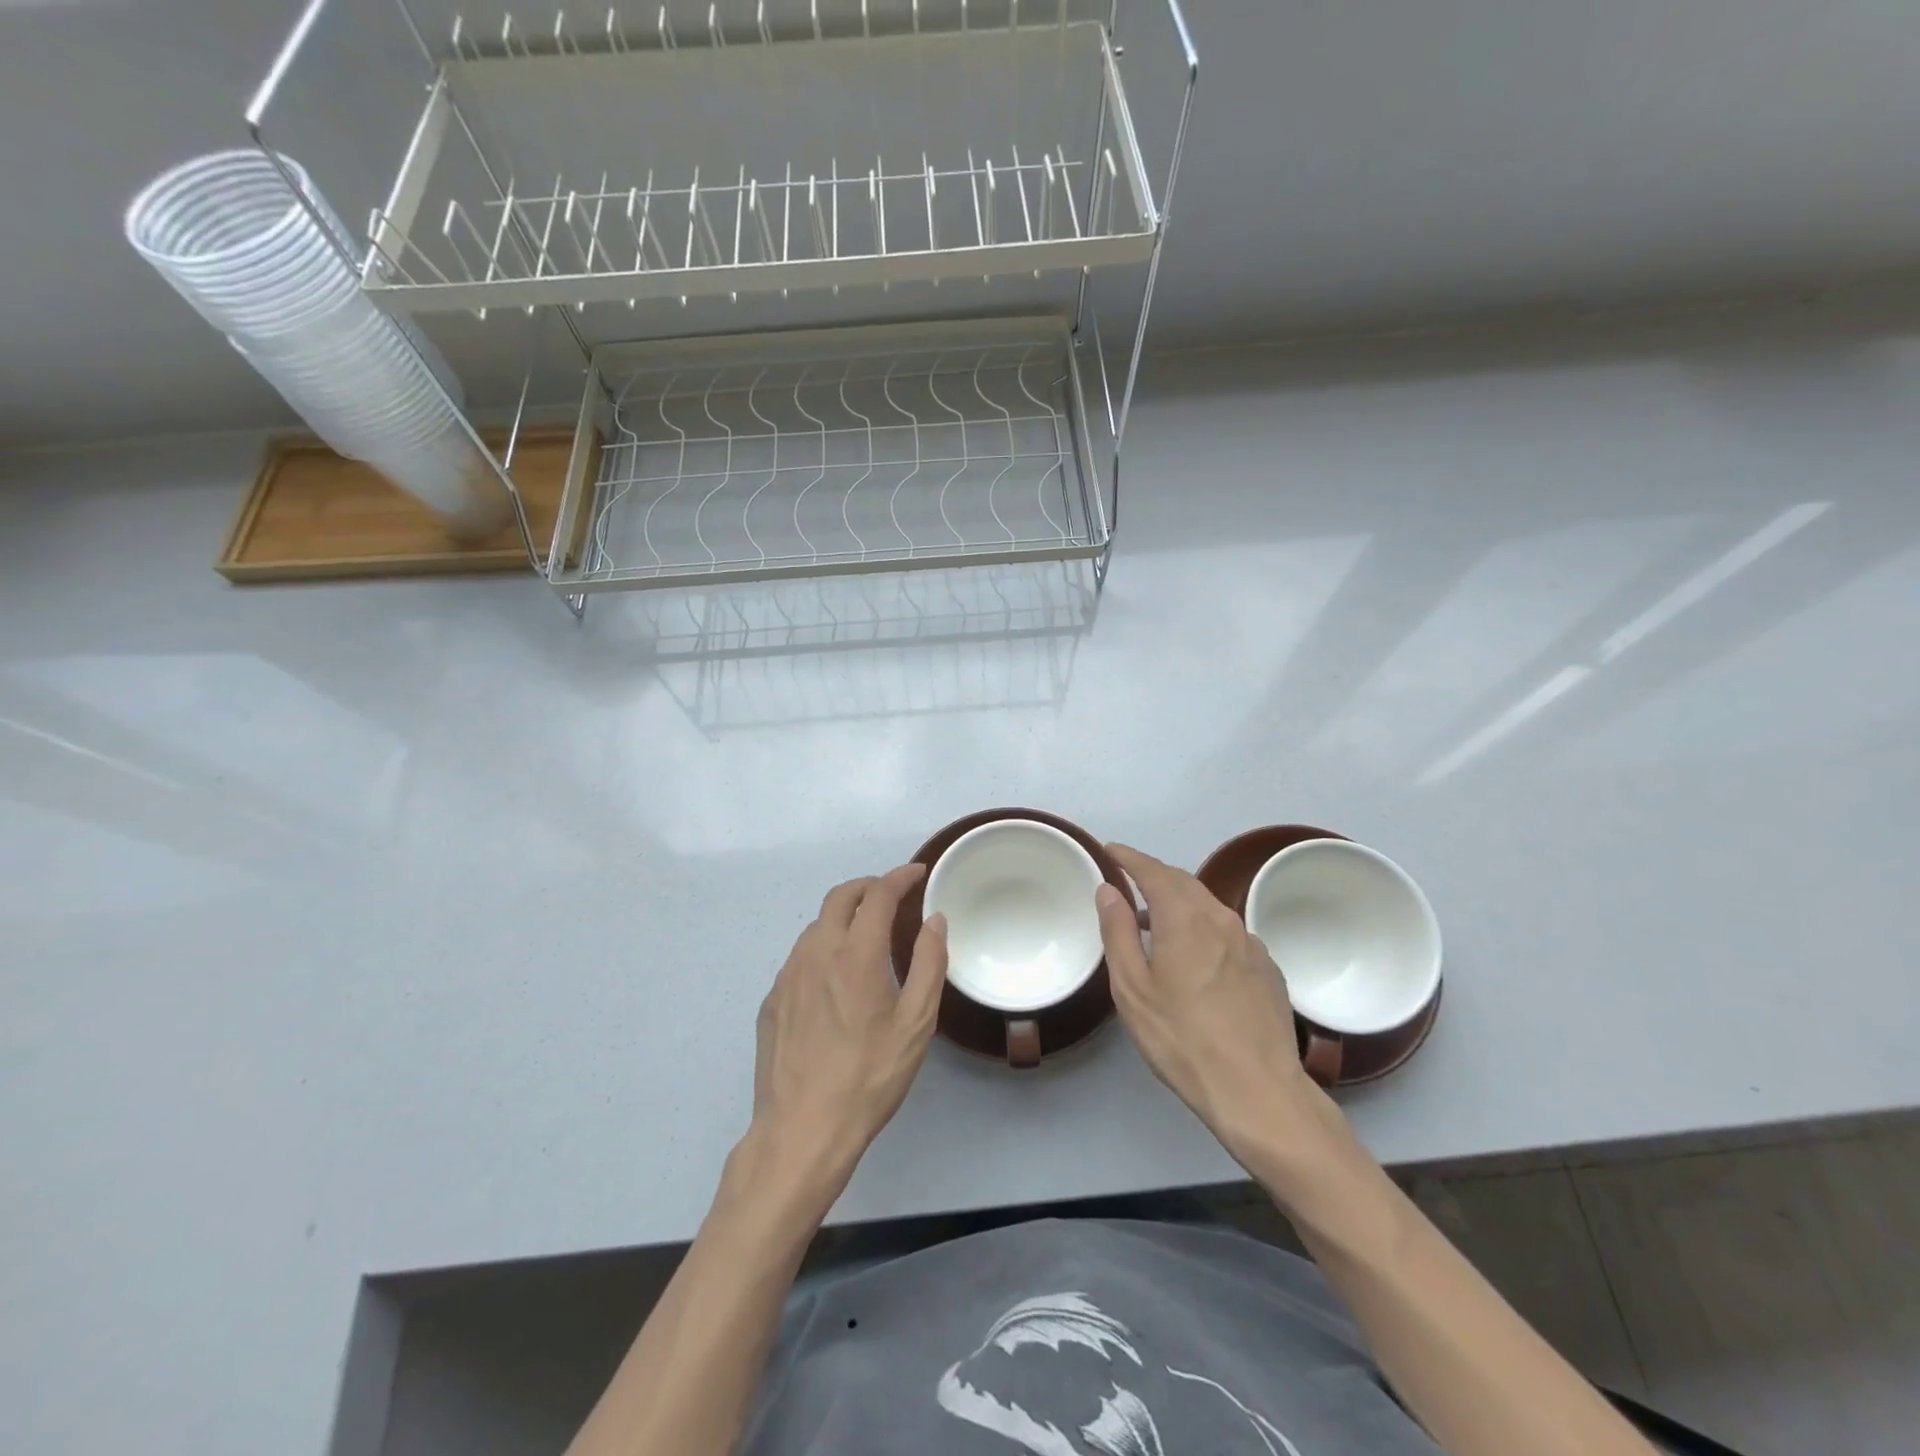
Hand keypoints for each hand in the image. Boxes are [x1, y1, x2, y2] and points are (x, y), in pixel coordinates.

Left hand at [749, 865, 947, 1185]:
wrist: (802, 1130)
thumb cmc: (869, 1077)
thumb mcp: (916, 1024)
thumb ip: (928, 964)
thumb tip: (935, 921)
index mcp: (855, 954)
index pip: (878, 894)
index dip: (900, 877)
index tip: (918, 874)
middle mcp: (816, 952)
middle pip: (840, 897)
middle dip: (869, 886)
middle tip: (893, 896)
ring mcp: (788, 976)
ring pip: (817, 925)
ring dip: (845, 917)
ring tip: (868, 937)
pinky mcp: (772, 1000)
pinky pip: (801, 957)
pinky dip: (824, 948)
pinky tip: (836, 979)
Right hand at [1096, 844, 1323, 1161]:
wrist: (1258, 1091)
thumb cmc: (1182, 1039)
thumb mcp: (1132, 989)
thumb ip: (1118, 932)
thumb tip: (1108, 890)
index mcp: (1185, 919)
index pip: (1153, 872)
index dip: (1130, 858)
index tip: (1110, 850)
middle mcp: (1221, 919)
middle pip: (1184, 882)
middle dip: (1155, 876)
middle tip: (1129, 883)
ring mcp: (1251, 943)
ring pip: (1209, 906)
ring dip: (1180, 902)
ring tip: (1156, 922)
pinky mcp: (1268, 968)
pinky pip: (1229, 931)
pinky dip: (1204, 927)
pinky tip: (1197, 957)